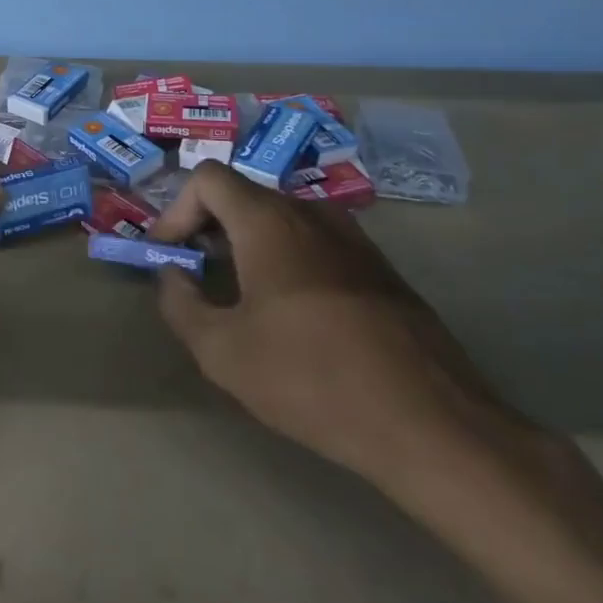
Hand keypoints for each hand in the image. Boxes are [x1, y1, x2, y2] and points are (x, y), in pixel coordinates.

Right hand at [148, 163, 542, 499]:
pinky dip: (287, 262)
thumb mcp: (221, 351)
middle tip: (196, 276)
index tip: (170, 257)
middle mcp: (312, 213)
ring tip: (240, 297)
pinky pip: (317, 245)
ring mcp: (354, 239)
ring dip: (248, 245)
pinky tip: (294, 317)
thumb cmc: (312, 378)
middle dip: (208, 228)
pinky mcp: (382, 270)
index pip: (207, 178)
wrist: (432, 424)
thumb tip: (172, 277)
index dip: (175, 210)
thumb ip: (179, 304)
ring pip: (282, 220)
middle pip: (244, 196)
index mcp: (269, 220)